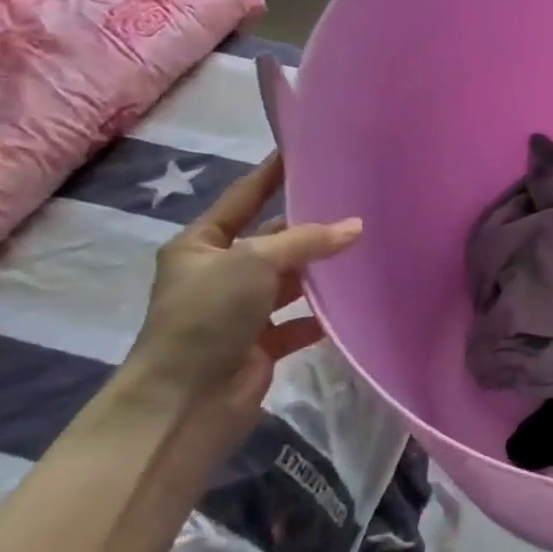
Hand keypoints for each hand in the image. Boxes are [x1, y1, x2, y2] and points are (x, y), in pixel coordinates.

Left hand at [124, 154, 360, 435]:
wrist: (185, 401)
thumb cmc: (207, 316)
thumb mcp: (253, 262)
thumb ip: (306, 240)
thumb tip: (357, 226)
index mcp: (200, 245)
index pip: (242, 198)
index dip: (271, 175)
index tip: (302, 150)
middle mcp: (219, 274)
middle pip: (273, 241)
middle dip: (309, 227)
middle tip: (355, 202)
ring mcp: (241, 311)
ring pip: (290, 281)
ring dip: (321, 271)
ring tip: (367, 248)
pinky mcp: (261, 344)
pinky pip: (300, 320)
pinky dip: (323, 314)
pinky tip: (355, 301)